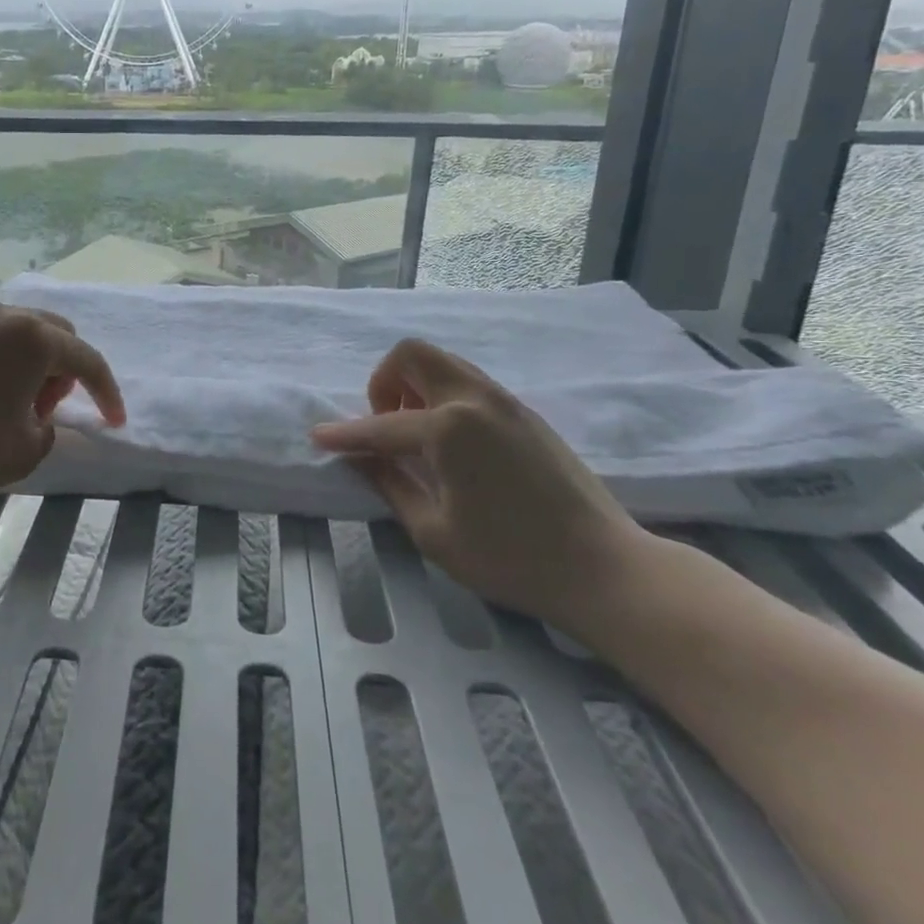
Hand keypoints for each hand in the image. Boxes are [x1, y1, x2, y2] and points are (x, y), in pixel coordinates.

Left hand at [0, 301, 124, 514]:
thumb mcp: (29, 448)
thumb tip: (39, 411)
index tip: (114, 421)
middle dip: (65, 368)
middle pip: (55, 333)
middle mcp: (3, 315)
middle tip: (50, 407)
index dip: (106, 393)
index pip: (86, 360)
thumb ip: (51, 424)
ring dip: (33, 360)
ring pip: (20, 330)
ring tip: (16, 400)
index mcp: (33, 337)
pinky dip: (1, 357)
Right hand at [311, 338, 651, 626]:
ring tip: (415, 436)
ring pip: (444, 363)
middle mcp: (475, 398)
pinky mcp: (525, 413)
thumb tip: (360, 459)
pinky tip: (449, 443)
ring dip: (415, 385)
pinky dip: (443, 395)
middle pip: (413, 355)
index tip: (319, 437)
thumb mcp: (434, 532)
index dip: (345, 434)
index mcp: (449, 427)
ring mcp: (505, 401)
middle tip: (385, 426)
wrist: (604, 568)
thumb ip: (390, 484)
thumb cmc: (511, 558)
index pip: (381, 425)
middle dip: (384, 382)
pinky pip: (469, 382)